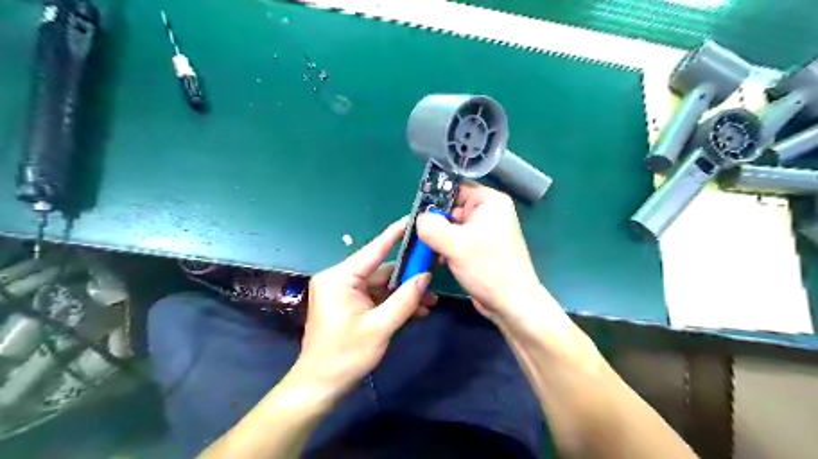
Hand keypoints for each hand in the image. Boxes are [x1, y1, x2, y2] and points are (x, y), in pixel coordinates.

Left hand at [295, 216, 432, 398]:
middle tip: (434, 277)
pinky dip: (394, 302)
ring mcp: (345, 292)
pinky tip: (416, 311)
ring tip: (430, 302)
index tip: (413, 219)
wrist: (321, 386)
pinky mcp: (349, 304)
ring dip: (404, 293)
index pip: (374, 249)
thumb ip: (405, 300)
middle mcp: (341, 279)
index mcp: (340, 277)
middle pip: (381, 270)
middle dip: (408, 276)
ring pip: (381, 285)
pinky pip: (376, 297)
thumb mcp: (380, 327)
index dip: (396, 234)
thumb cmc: (346, 355)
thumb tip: (425, 276)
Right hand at [419, 179, 544, 321]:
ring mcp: (484, 231)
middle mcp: (488, 211)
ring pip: (451, 225)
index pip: (455, 188)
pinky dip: (446, 247)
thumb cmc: (488, 269)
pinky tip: (440, 260)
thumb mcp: (455, 244)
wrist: (511, 304)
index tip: (416, 213)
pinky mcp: (480, 247)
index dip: (435, 198)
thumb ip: (431, 226)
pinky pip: (457, 239)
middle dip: (434, 221)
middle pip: (451, 207)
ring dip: (438, 237)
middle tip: (419, 235)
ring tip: (429, 250)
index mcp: (489, 201)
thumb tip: (418, 219)